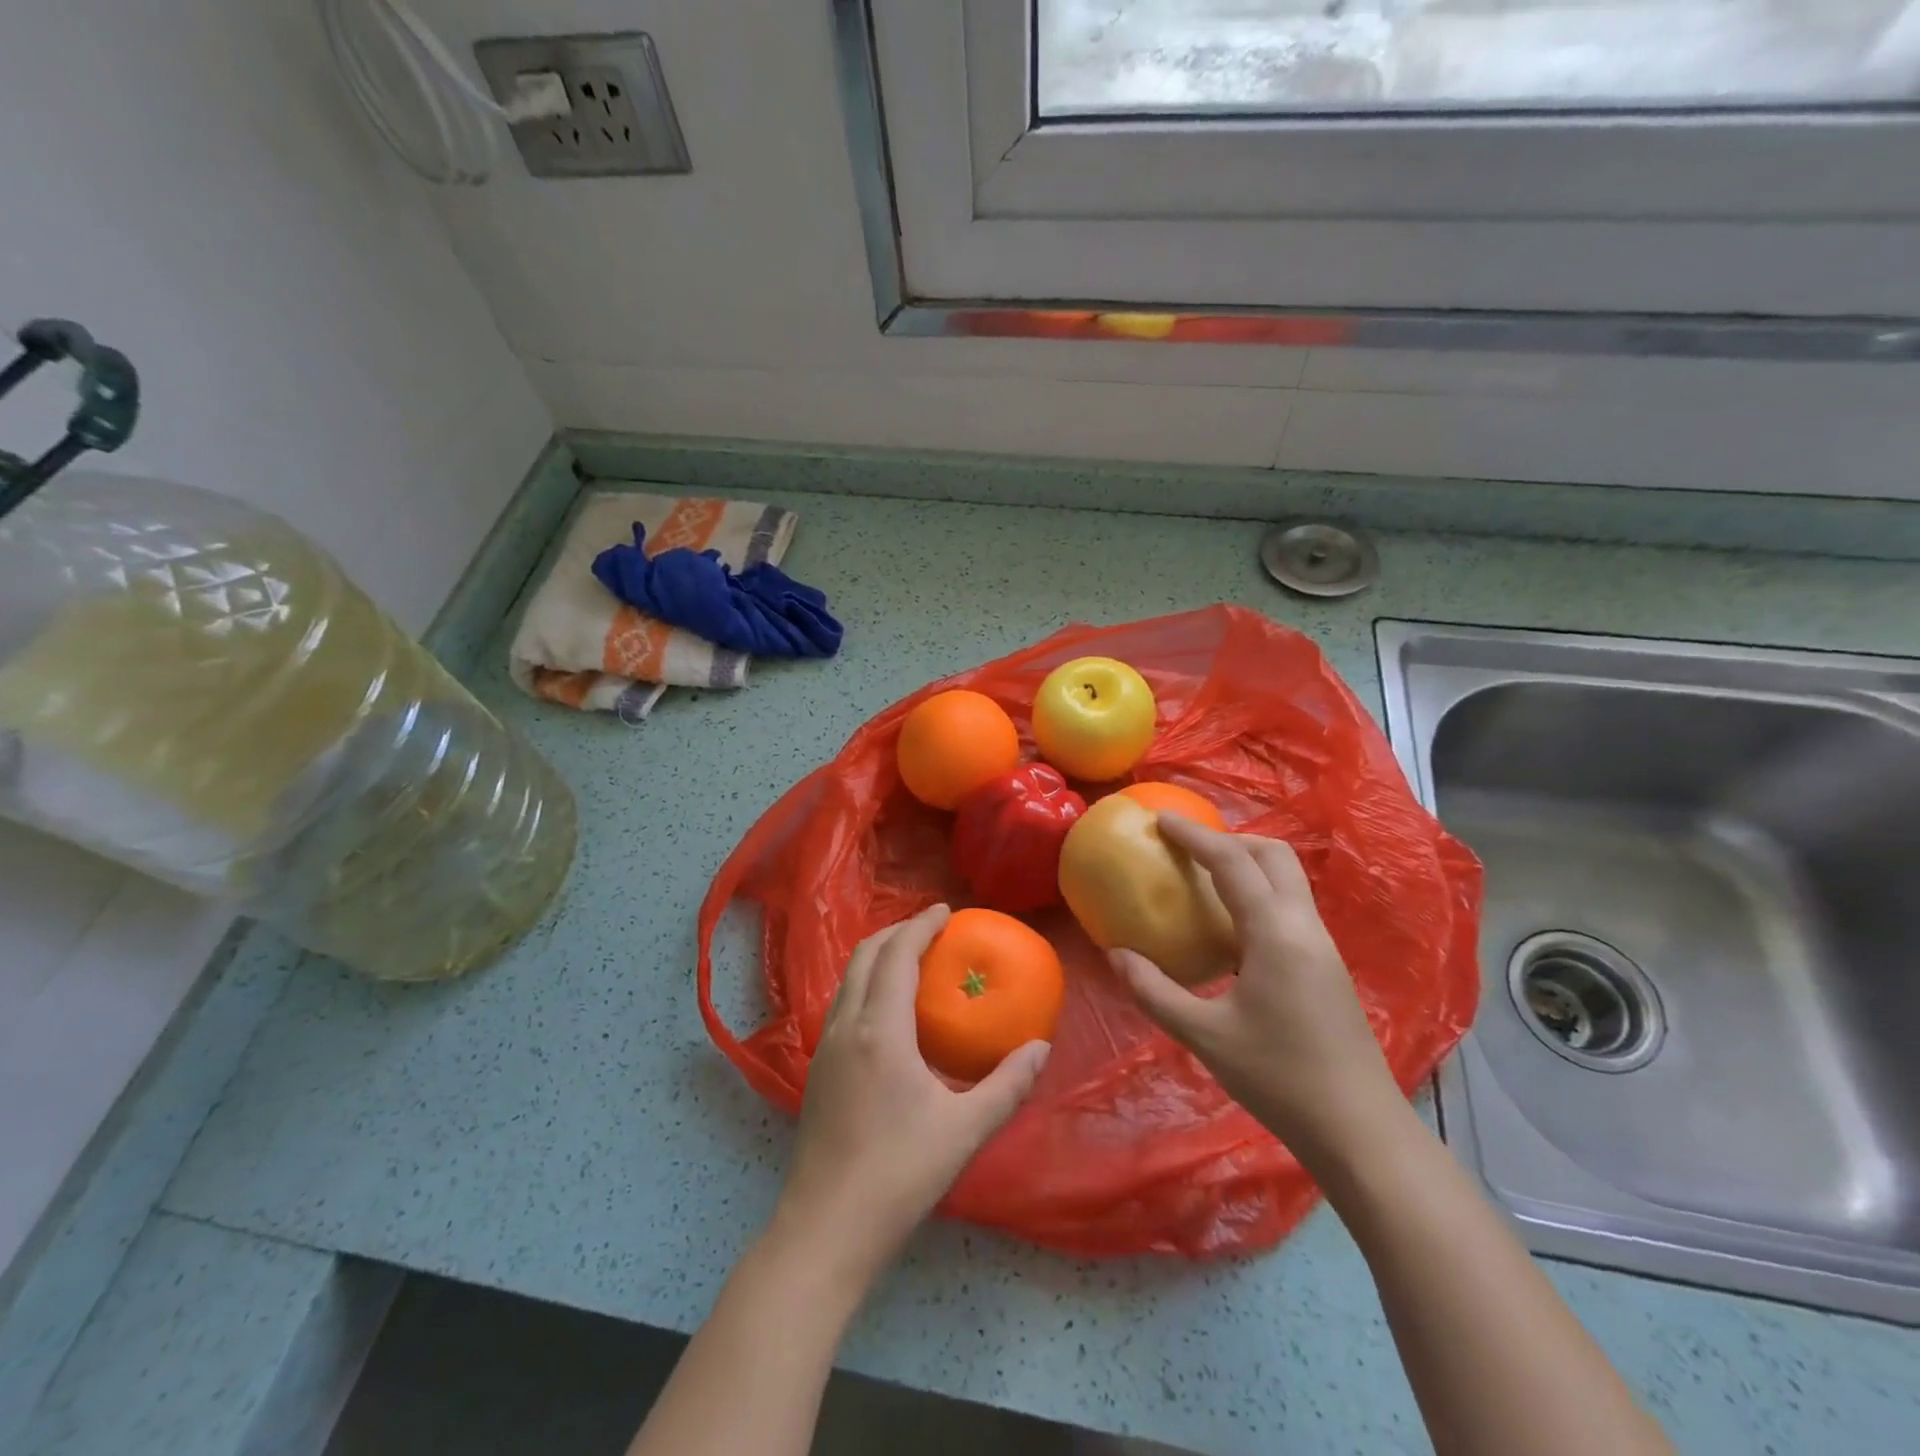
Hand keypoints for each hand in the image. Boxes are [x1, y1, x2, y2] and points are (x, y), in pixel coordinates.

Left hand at [769, 905, 1050, 1284]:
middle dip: (897, 932)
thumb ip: (1007, 1085)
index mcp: (880, 1030)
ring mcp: (825, 1047)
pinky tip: (888, 1010)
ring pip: (848, 978)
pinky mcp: (817, 1070)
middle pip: (865, 955)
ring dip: (878, 956)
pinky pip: (843, 1003)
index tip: (946, 910)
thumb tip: (1039, 1049)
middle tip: (932, 929)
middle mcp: (846, 1026)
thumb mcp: (965, 1130)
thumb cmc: (899, 1175)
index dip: (921, 925)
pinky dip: (866, 983)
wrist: (826, 1229)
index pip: (897, 955)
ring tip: (911, 959)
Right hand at [1109, 816, 1402, 1168]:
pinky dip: (1259, 893)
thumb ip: (1154, 991)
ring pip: (1288, 880)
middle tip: (1186, 848)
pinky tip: (1231, 926)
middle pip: (1274, 856)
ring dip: (1247, 864)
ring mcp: (1323, 946)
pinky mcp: (1328, 967)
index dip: (1194, 835)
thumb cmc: (1279, 1080)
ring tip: (1204, 878)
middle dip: (1229, 839)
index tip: (1161, 819)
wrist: (1360, 1131)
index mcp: (1276, 933)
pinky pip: (1291, 907)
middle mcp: (1305, 927)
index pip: (1232, 862)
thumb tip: (1115, 954)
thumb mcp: (1205, 1037)